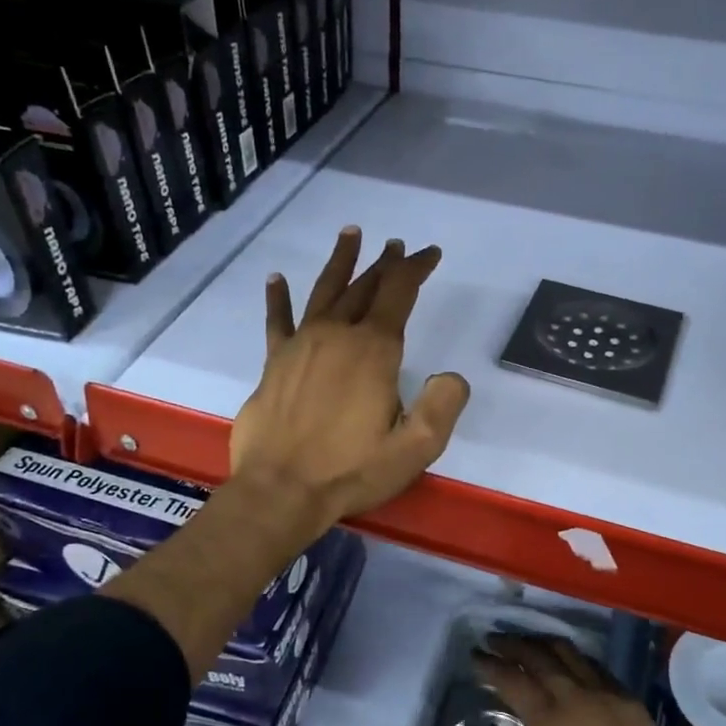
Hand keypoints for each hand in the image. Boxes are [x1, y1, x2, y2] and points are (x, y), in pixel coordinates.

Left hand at [230, 226, 470, 531]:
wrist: (280, 491)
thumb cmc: (351, 470)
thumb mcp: (415, 448)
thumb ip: (442, 406)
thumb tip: (451, 376)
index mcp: (373, 350)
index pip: (399, 293)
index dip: (416, 268)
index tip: (429, 253)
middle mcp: (336, 336)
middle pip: (364, 287)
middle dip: (385, 264)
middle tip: (396, 246)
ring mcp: (301, 346)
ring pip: (324, 292)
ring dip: (340, 262)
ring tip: (350, 234)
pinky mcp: (273, 363)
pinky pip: (277, 321)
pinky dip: (278, 299)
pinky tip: (276, 279)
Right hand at [469, 634, 715, 725]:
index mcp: (549, 722)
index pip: (511, 679)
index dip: (489, 665)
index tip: (474, 657)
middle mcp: (574, 696)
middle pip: (537, 655)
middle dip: (511, 644)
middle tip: (493, 641)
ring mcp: (605, 692)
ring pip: (567, 652)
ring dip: (541, 643)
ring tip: (526, 645)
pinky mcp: (628, 698)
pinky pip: (593, 665)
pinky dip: (573, 657)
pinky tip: (568, 664)